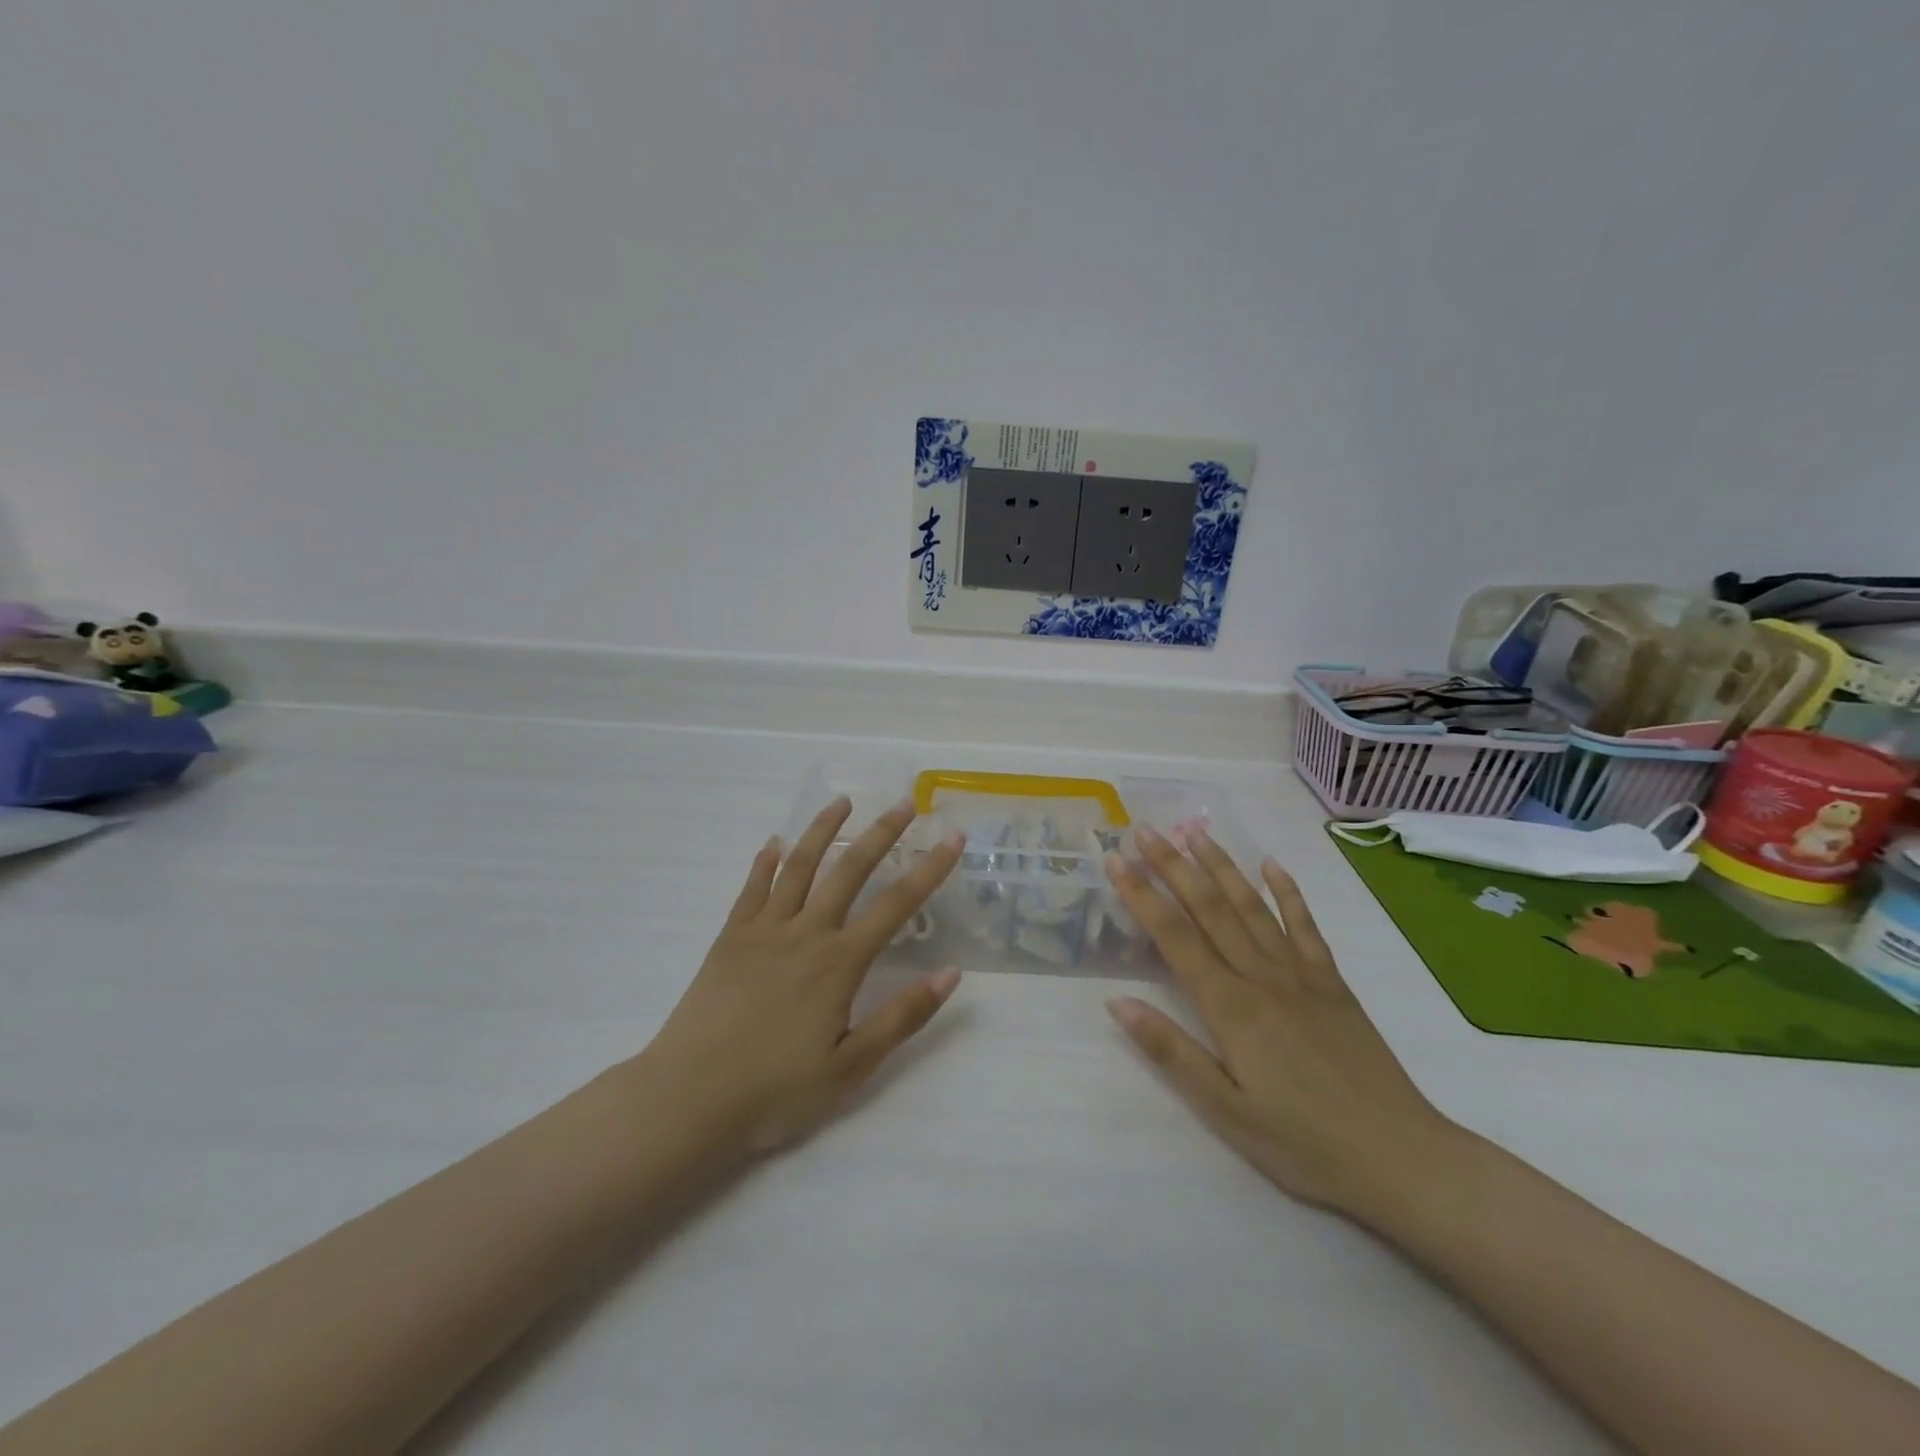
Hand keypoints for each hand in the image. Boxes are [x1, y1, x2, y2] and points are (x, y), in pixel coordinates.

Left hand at [634, 796, 965, 1161]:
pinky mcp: (729, 939)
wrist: (688, 1099)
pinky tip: (775, 843)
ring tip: (841, 802)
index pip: (896, 904)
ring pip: (799, 866)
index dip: (929, 869)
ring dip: (823, 830)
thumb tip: (950, 973)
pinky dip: (766, 862)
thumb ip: (902, 1016)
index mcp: (839, 962)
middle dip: (882, 833)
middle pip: (850, 870)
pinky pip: (752, 888)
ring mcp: (763, 931)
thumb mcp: (851, 1067)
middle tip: (904, 803)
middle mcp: (805, 933)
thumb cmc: (775, 1090)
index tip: (952, 838)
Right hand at [1104, 826, 1459, 1221]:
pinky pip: (1306, 928)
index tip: (1116, 860)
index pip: (1174, 936)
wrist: (1402, 1158)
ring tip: (1195, 832)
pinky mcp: (1333, 984)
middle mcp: (1262, 977)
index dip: (1141, 895)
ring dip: (1222, 866)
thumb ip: (1171, 1051)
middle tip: (1145, 830)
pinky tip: (1273, 866)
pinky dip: (1289, 893)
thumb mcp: (1225, 1110)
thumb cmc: (1303, 1143)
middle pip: (1209, 909)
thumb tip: (1117, 1002)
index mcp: (1230, 1007)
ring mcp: (1302, 975)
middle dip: (1173, 866)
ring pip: (1252, 907)